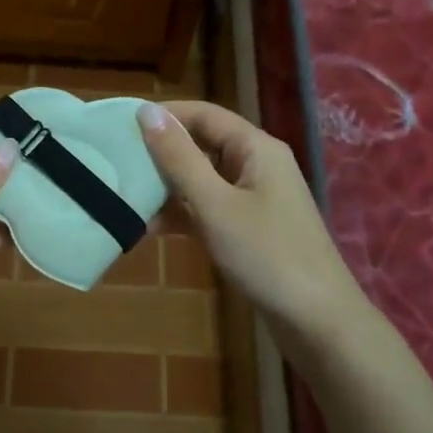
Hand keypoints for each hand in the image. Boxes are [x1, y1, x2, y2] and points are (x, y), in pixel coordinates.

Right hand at [137, 100, 371, 342]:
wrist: (317, 322)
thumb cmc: (266, 255)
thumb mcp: (215, 204)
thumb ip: (179, 158)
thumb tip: (147, 111)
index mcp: (255, 148)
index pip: (203, 114)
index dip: (164, 115)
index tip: (120, 125)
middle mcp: (256, 165)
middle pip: (202, 145)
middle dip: (161, 154)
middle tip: (115, 163)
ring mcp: (254, 198)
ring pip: (203, 179)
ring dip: (167, 187)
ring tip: (124, 197)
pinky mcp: (249, 228)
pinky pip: (209, 208)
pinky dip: (183, 214)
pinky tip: (149, 228)